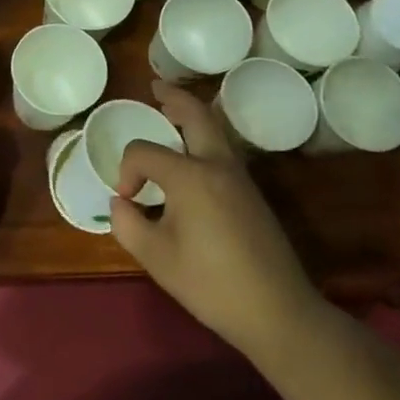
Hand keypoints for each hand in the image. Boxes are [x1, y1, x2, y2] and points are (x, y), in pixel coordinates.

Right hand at [112, 82, 324, 359]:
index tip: (128, 202)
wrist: (277, 311)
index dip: (127, 172)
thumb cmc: (210, 283)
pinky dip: (204, 137)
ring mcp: (240, 178)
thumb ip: (127, 224)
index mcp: (190, 176)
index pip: (144, 152)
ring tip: (171, 112)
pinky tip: (192, 155)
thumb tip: (122, 203)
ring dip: (193, 115)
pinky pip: (223, 150)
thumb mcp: (155, 257)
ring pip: (216, 130)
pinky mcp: (252, 194)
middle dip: (174, 98)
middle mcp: (218, 165)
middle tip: (155, 88)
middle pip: (196, 115)